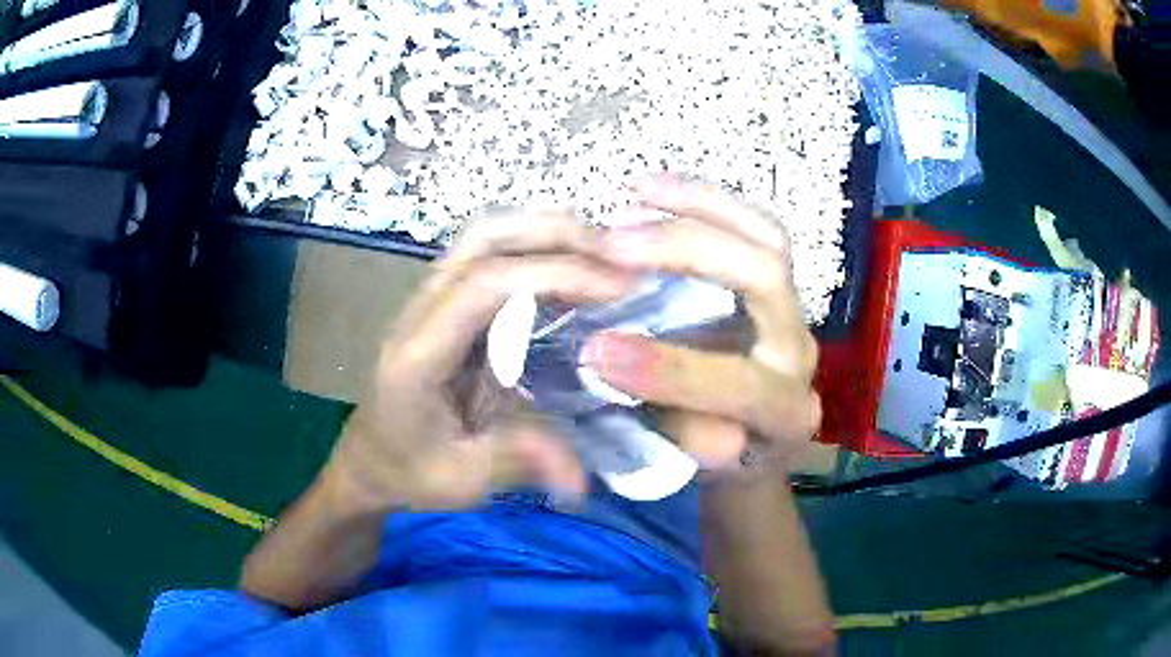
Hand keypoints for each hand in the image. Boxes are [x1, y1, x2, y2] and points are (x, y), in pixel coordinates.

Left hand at [327, 212, 631, 509]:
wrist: (371, 458)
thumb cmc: (410, 469)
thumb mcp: (462, 479)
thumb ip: (519, 462)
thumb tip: (583, 477)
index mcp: (419, 354)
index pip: (485, 285)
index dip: (554, 273)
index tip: (618, 288)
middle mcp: (420, 310)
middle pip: (484, 237)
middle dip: (557, 233)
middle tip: (620, 257)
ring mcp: (431, 298)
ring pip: (487, 234)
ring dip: (548, 232)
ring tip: (605, 255)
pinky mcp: (447, 300)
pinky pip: (492, 254)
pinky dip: (538, 247)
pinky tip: (575, 269)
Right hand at [582, 177, 820, 471]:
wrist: (760, 441)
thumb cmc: (721, 458)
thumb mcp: (692, 467)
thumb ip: (666, 425)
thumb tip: (612, 368)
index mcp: (784, 413)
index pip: (741, 385)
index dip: (671, 370)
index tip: (596, 352)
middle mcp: (799, 351)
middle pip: (765, 277)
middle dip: (686, 252)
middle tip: (612, 243)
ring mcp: (793, 309)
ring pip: (765, 236)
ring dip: (697, 204)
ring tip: (633, 192)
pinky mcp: (776, 282)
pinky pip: (752, 226)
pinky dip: (703, 200)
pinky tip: (653, 190)